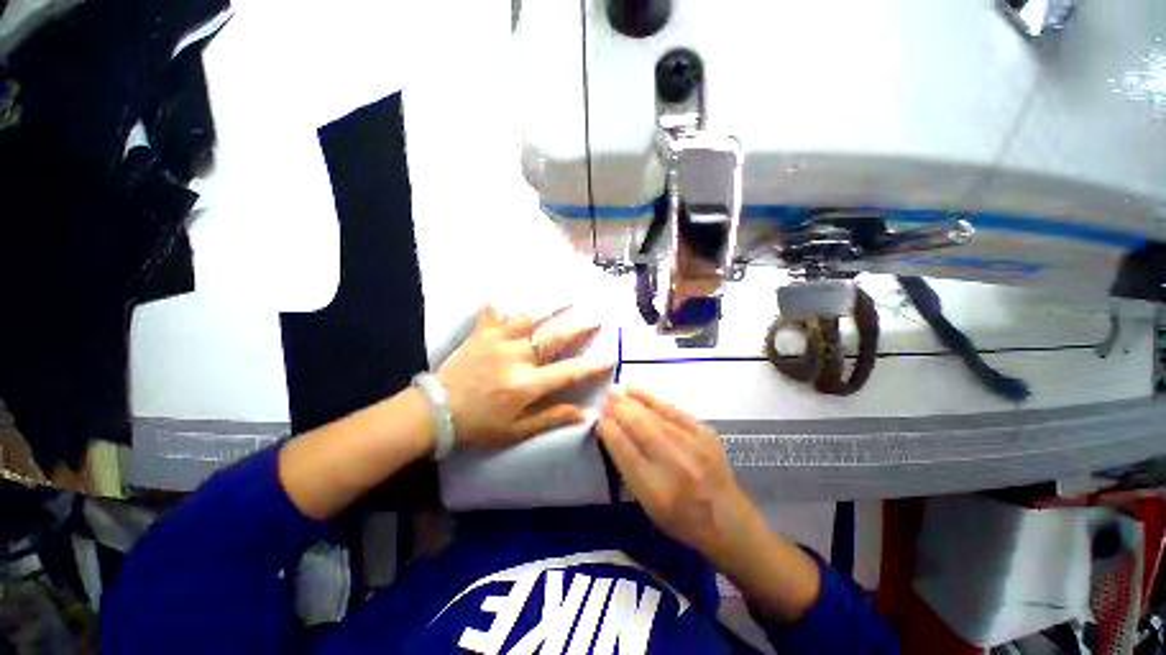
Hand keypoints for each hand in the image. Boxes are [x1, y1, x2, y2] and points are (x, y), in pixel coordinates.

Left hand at [436, 305, 612, 446]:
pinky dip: (503, 304)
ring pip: (529, 318)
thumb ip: (550, 418)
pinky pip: (494, 313)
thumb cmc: (478, 425)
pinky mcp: (481, 334)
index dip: (591, 366)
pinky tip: (508, 295)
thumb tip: (583, 414)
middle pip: (554, 337)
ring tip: (568, 297)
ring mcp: (498, 341)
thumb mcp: (516, 430)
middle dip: (579, 327)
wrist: (434, 412)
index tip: (609, 358)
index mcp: (527, 384)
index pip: (568, 372)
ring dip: (551, 307)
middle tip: (597, 317)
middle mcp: (516, 357)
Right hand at [596, 387, 761, 562]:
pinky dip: (651, 397)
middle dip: (616, 410)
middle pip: (637, 426)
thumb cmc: (682, 520)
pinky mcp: (703, 432)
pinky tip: (637, 391)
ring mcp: (691, 444)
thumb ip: (628, 470)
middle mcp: (672, 463)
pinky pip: (671, 408)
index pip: (623, 449)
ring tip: (614, 392)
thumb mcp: (648, 506)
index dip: (607, 430)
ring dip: (629, 400)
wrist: (729, 521)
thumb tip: (612, 434)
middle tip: (603, 403)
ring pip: (652, 414)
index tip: (597, 421)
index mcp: (655, 489)